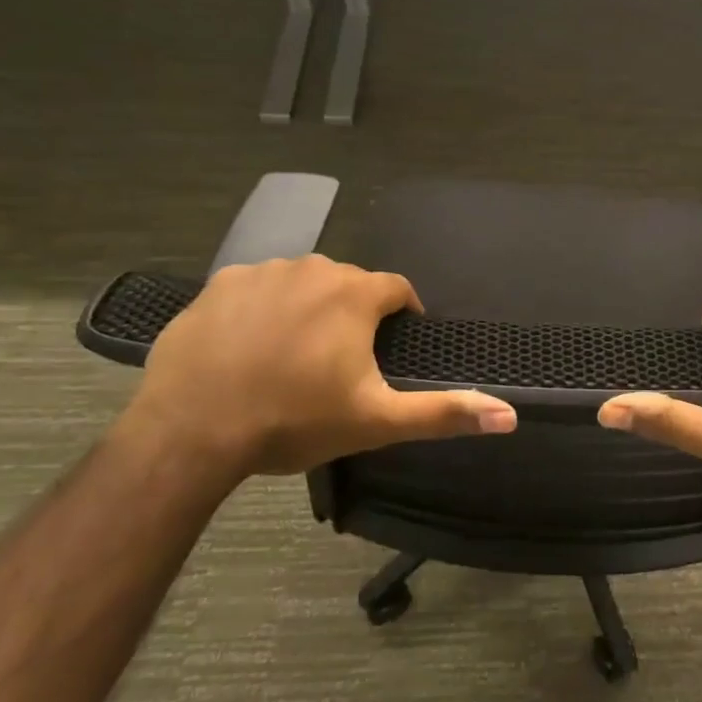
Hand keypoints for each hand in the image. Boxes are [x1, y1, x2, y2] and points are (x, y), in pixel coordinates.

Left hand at [124, 255, 516, 484]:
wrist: (191, 433)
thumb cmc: (294, 422)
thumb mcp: (377, 421)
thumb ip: (445, 413)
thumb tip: (510, 416)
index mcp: (354, 294)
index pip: (398, 289)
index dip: (403, 315)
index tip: (393, 347)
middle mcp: (312, 268)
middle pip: (349, 284)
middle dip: (354, 314)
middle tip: (342, 362)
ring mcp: (260, 272)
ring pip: (302, 283)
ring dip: (309, 309)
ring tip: (295, 356)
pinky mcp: (216, 286)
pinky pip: (256, 288)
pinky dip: (262, 310)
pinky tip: (250, 348)